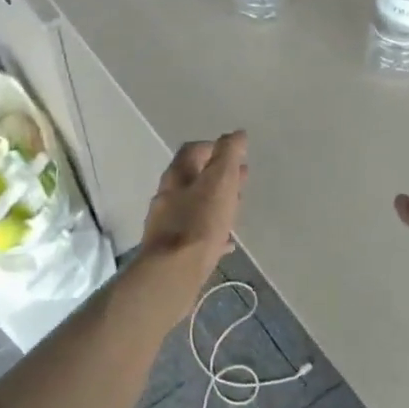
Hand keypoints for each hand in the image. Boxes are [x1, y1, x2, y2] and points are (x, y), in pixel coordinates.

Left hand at [138, 133, 247, 293]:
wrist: (174, 273)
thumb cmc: (199, 223)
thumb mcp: (219, 182)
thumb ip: (228, 156)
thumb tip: (236, 134)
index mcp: (176, 176)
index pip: (193, 151)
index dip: (214, 147)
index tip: (235, 153)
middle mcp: (167, 197)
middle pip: (194, 179)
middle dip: (218, 176)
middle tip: (240, 179)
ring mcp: (167, 224)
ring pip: (195, 207)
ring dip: (215, 203)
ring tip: (237, 207)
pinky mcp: (172, 251)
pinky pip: (195, 235)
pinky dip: (212, 232)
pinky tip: (227, 242)